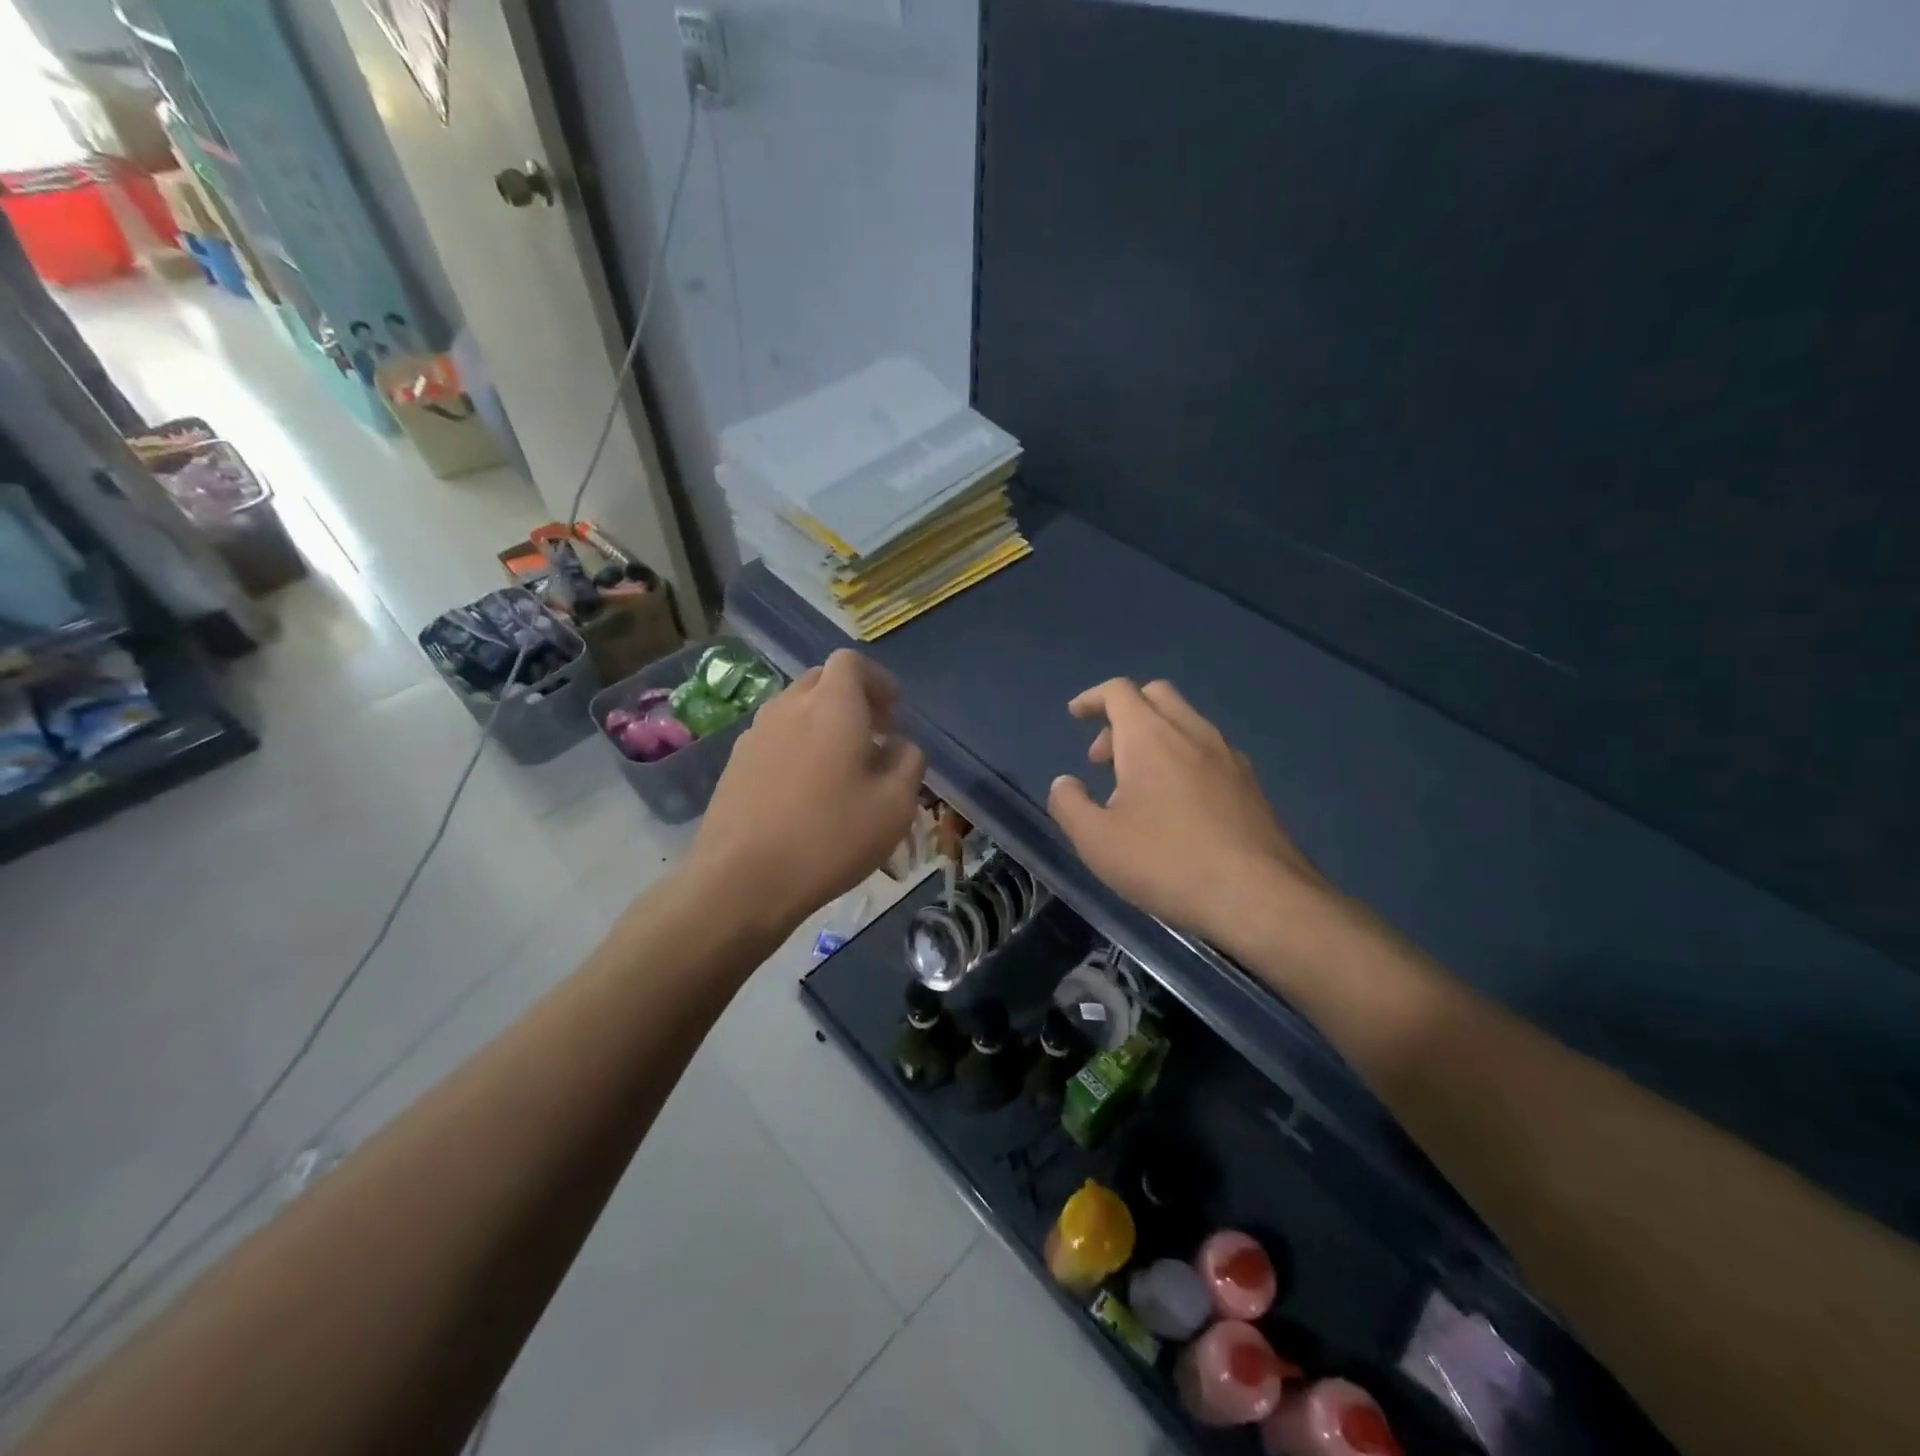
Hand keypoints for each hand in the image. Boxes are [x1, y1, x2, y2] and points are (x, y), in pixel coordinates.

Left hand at [689, 650, 926, 932]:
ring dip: (823, 723)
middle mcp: (789, 707)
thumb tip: (899, 745)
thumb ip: (908, 762)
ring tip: (842, 766)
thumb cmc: (830, 837)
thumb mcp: (895, 805)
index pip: (851, 663)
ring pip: (795, 709)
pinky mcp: (735, 764)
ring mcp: (755, 735)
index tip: (894, 710)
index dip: (877, 679)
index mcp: (832, 706)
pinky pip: (775, 738)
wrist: (742, 880)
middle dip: (852, 698)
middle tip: (874, 735)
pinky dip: (798, 746)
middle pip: (821, 681)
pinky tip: (806, 791)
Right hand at [1048, 679, 1327, 944]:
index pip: (1118, 691)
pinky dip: (1182, 757)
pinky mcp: (1251, 784)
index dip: (1092, 698)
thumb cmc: (1167, 863)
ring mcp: (1228, 756)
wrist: (1260, 896)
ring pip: (1186, 722)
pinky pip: (1208, 751)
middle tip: (1104, 758)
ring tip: (1137, 787)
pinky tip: (1177, 804)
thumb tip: (1065, 783)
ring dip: (1154, 737)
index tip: (1075, 716)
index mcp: (1150, 736)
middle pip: (1156, 695)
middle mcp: (1192, 733)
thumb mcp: (1097, 842)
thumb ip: (1069, 805)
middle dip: (1123, 715)